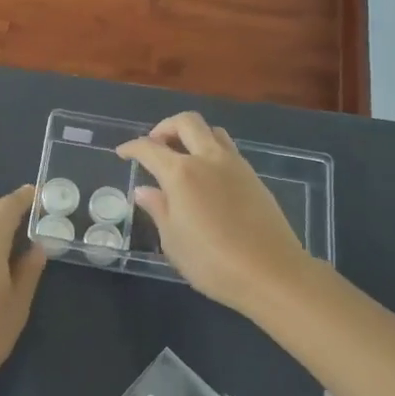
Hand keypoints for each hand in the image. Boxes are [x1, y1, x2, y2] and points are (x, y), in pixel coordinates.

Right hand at [118, 112, 312, 314]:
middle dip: (165, 127)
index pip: (149, 148)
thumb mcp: (173, 241)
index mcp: (182, 173)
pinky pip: (228, 150)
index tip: (122, 153)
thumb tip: (145, 190)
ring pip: (212, 131)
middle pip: (186, 122)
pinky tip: (207, 177)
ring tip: (182, 157)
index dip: (132, 147)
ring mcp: (235, 165)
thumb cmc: (212, 262)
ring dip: (192, 135)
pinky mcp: (254, 177)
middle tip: (155, 145)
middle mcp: (208, 159)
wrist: (272, 273)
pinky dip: (211, 151)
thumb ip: (158, 210)